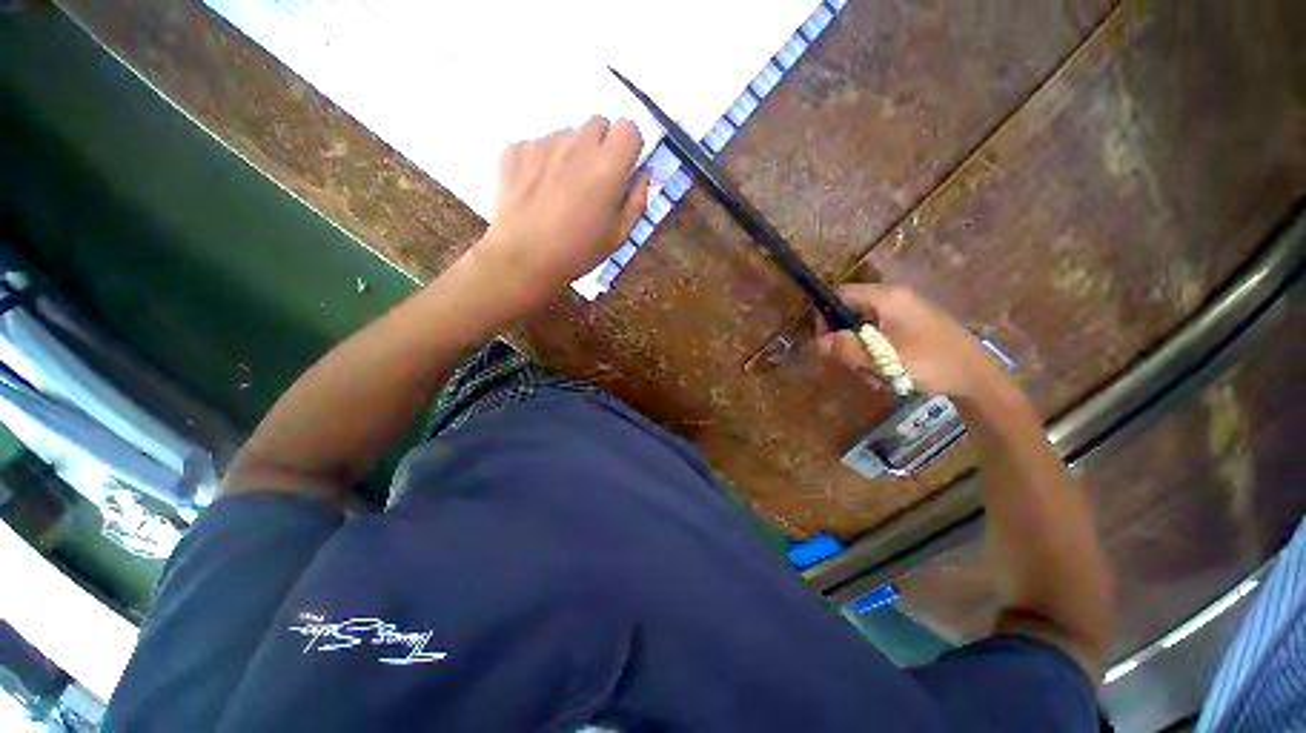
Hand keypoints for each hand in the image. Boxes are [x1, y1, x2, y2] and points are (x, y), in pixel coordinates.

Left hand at [476, 116, 649, 303]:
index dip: (629, 147)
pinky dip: (543, 161)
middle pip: (598, 123)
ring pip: (568, 134)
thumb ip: (638, 200)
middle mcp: (577, 145)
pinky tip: (538, 191)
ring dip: (572, 153)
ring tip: (562, 190)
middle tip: (594, 179)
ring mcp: (543, 143)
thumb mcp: (620, 234)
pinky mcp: (516, 148)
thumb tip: (643, 173)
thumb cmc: (579, 251)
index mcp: (607, 166)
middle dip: (602, 145)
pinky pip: (539, 145)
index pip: (629, 127)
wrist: (524, 258)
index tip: (623, 168)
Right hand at [817, 284, 1007, 399]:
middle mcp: (895, 299)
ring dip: (863, 353)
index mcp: (887, 297)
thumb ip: (847, 348)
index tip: (826, 343)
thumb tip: (821, 342)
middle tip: (855, 365)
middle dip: (848, 342)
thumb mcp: (882, 358)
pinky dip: (879, 354)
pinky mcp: (914, 326)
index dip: (825, 316)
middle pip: (852, 314)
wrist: (978, 377)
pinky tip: (889, 373)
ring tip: (877, 375)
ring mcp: (906, 312)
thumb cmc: (930, 363)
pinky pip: (882, 336)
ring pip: (866, 329)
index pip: (840, 294)